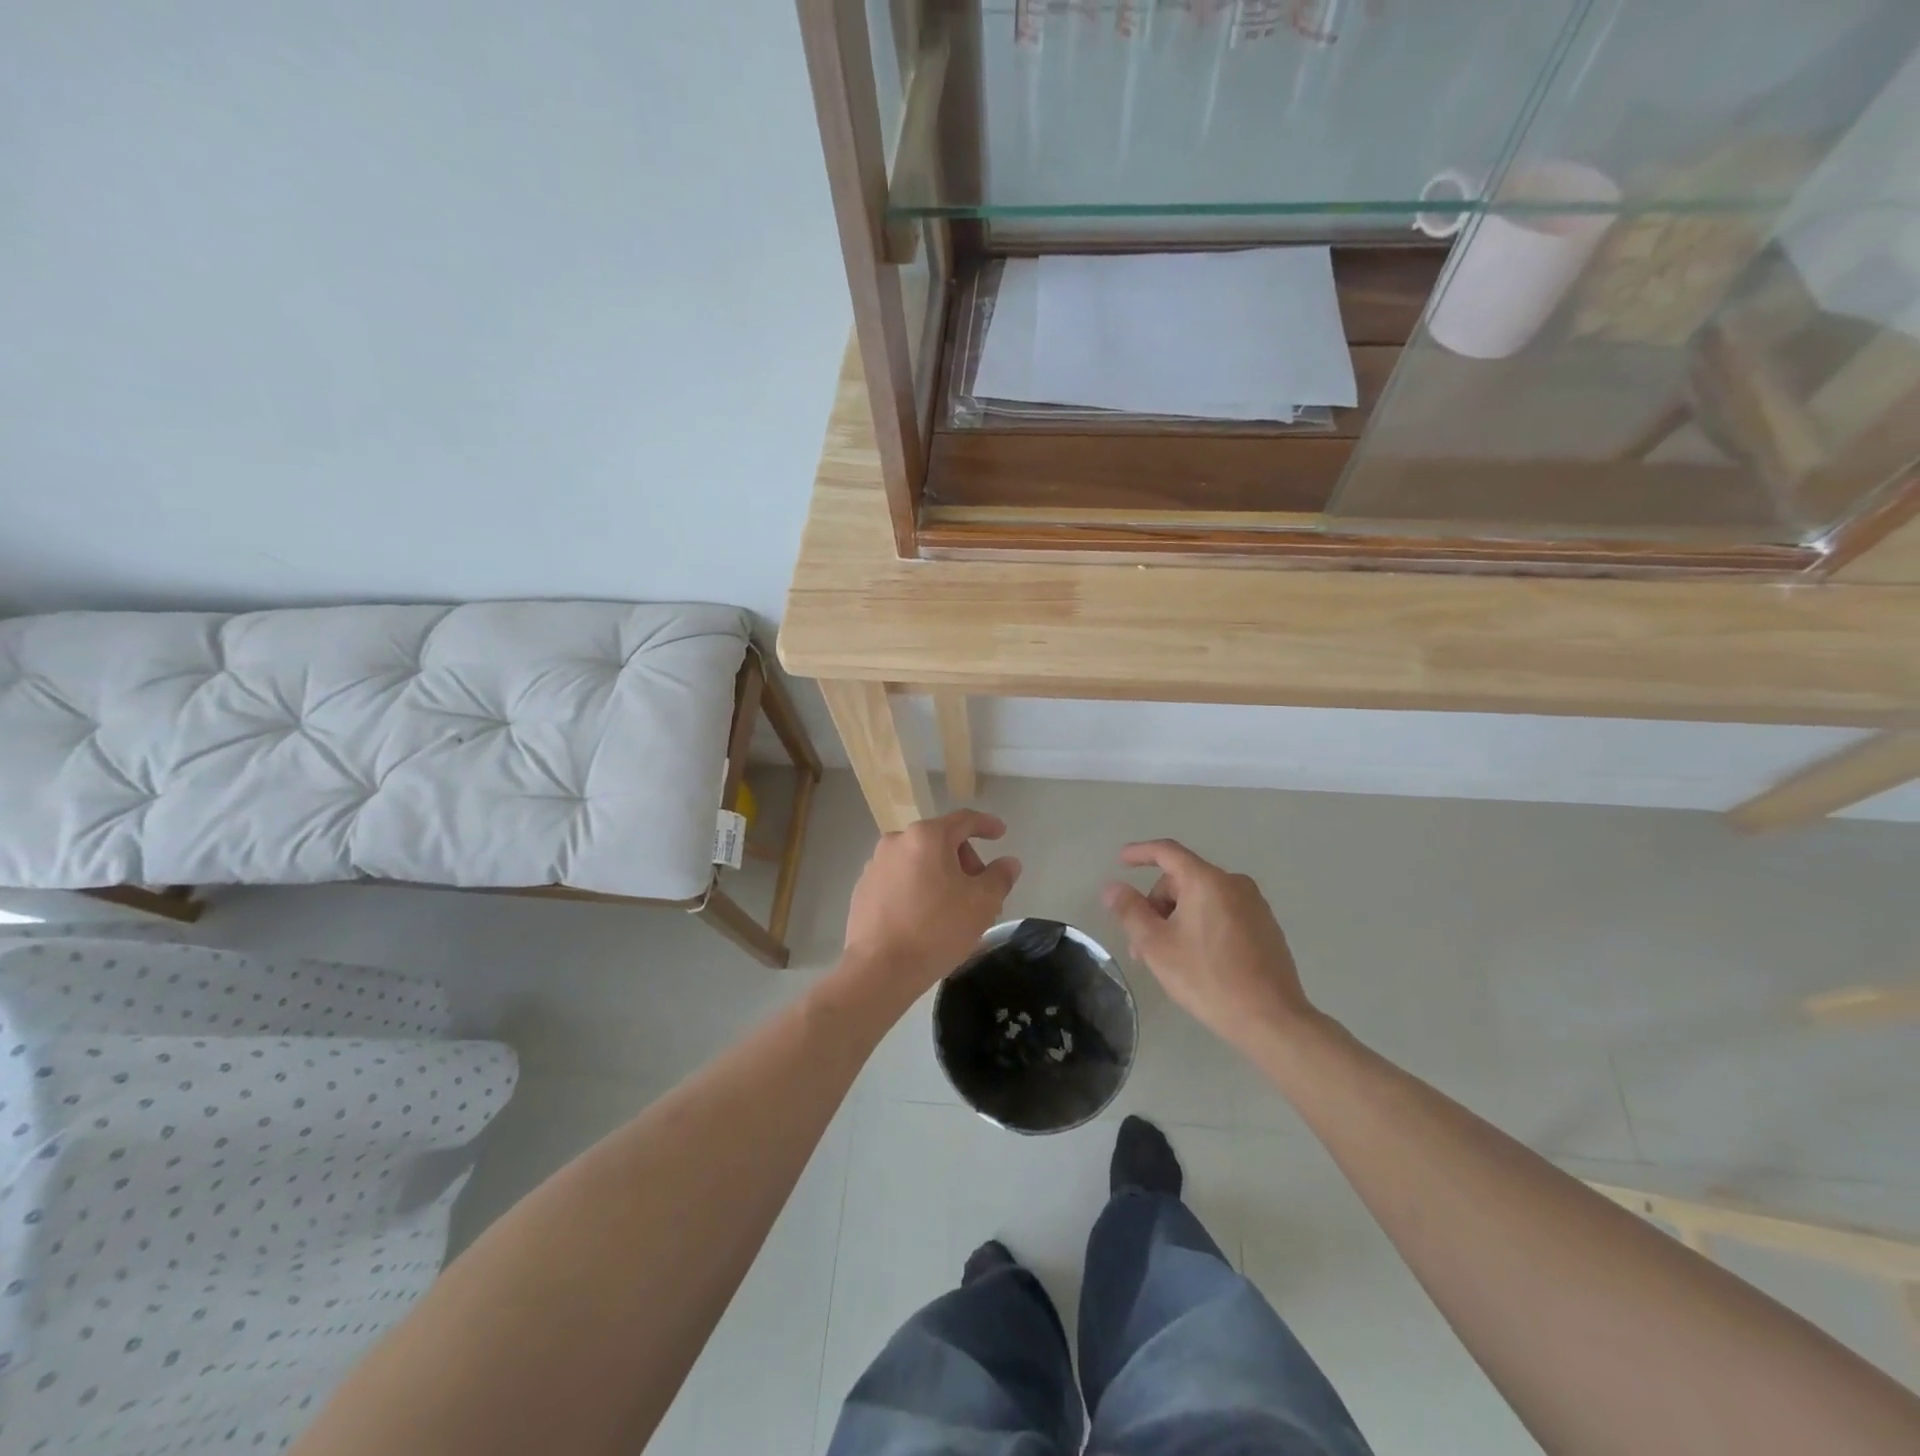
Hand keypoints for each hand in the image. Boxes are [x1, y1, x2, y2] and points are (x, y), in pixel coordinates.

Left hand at [841, 810, 1021, 1003]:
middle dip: (965, 861)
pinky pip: (899, 880)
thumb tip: (1008, 863)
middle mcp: (896, 841)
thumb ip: (1000, 877)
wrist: (879, 969)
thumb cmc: (936, 929)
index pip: (964, 820)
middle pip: (941, 841)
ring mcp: (875, 865)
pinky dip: (917, 889)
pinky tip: (925, 918)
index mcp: (926, 836)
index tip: (1001, 834)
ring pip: (919, 862)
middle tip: (979, 891)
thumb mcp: (982, 903)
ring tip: (953, 909)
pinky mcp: (863, 889)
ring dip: (941, 876)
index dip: (986, 825)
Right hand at [1101, 839, 1316, 1053]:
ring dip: (1177, 919)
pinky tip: (1198, 960)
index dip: (1140, 853)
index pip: (1167, 852)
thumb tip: (1113, 887)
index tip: (1121, 860)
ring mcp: (1255, 905)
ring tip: (1167, 958)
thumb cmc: (1208, 978)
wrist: (1272, 1019)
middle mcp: (1234, 883)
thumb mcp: (1157, 946)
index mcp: (1207, 881)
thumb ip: (1130, 911)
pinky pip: (1223, 913)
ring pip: (1202, 899)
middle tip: (1142, 944)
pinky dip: (1202, 926)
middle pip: (1183, 880)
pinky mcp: (1266, 927)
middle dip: (1157, 905)